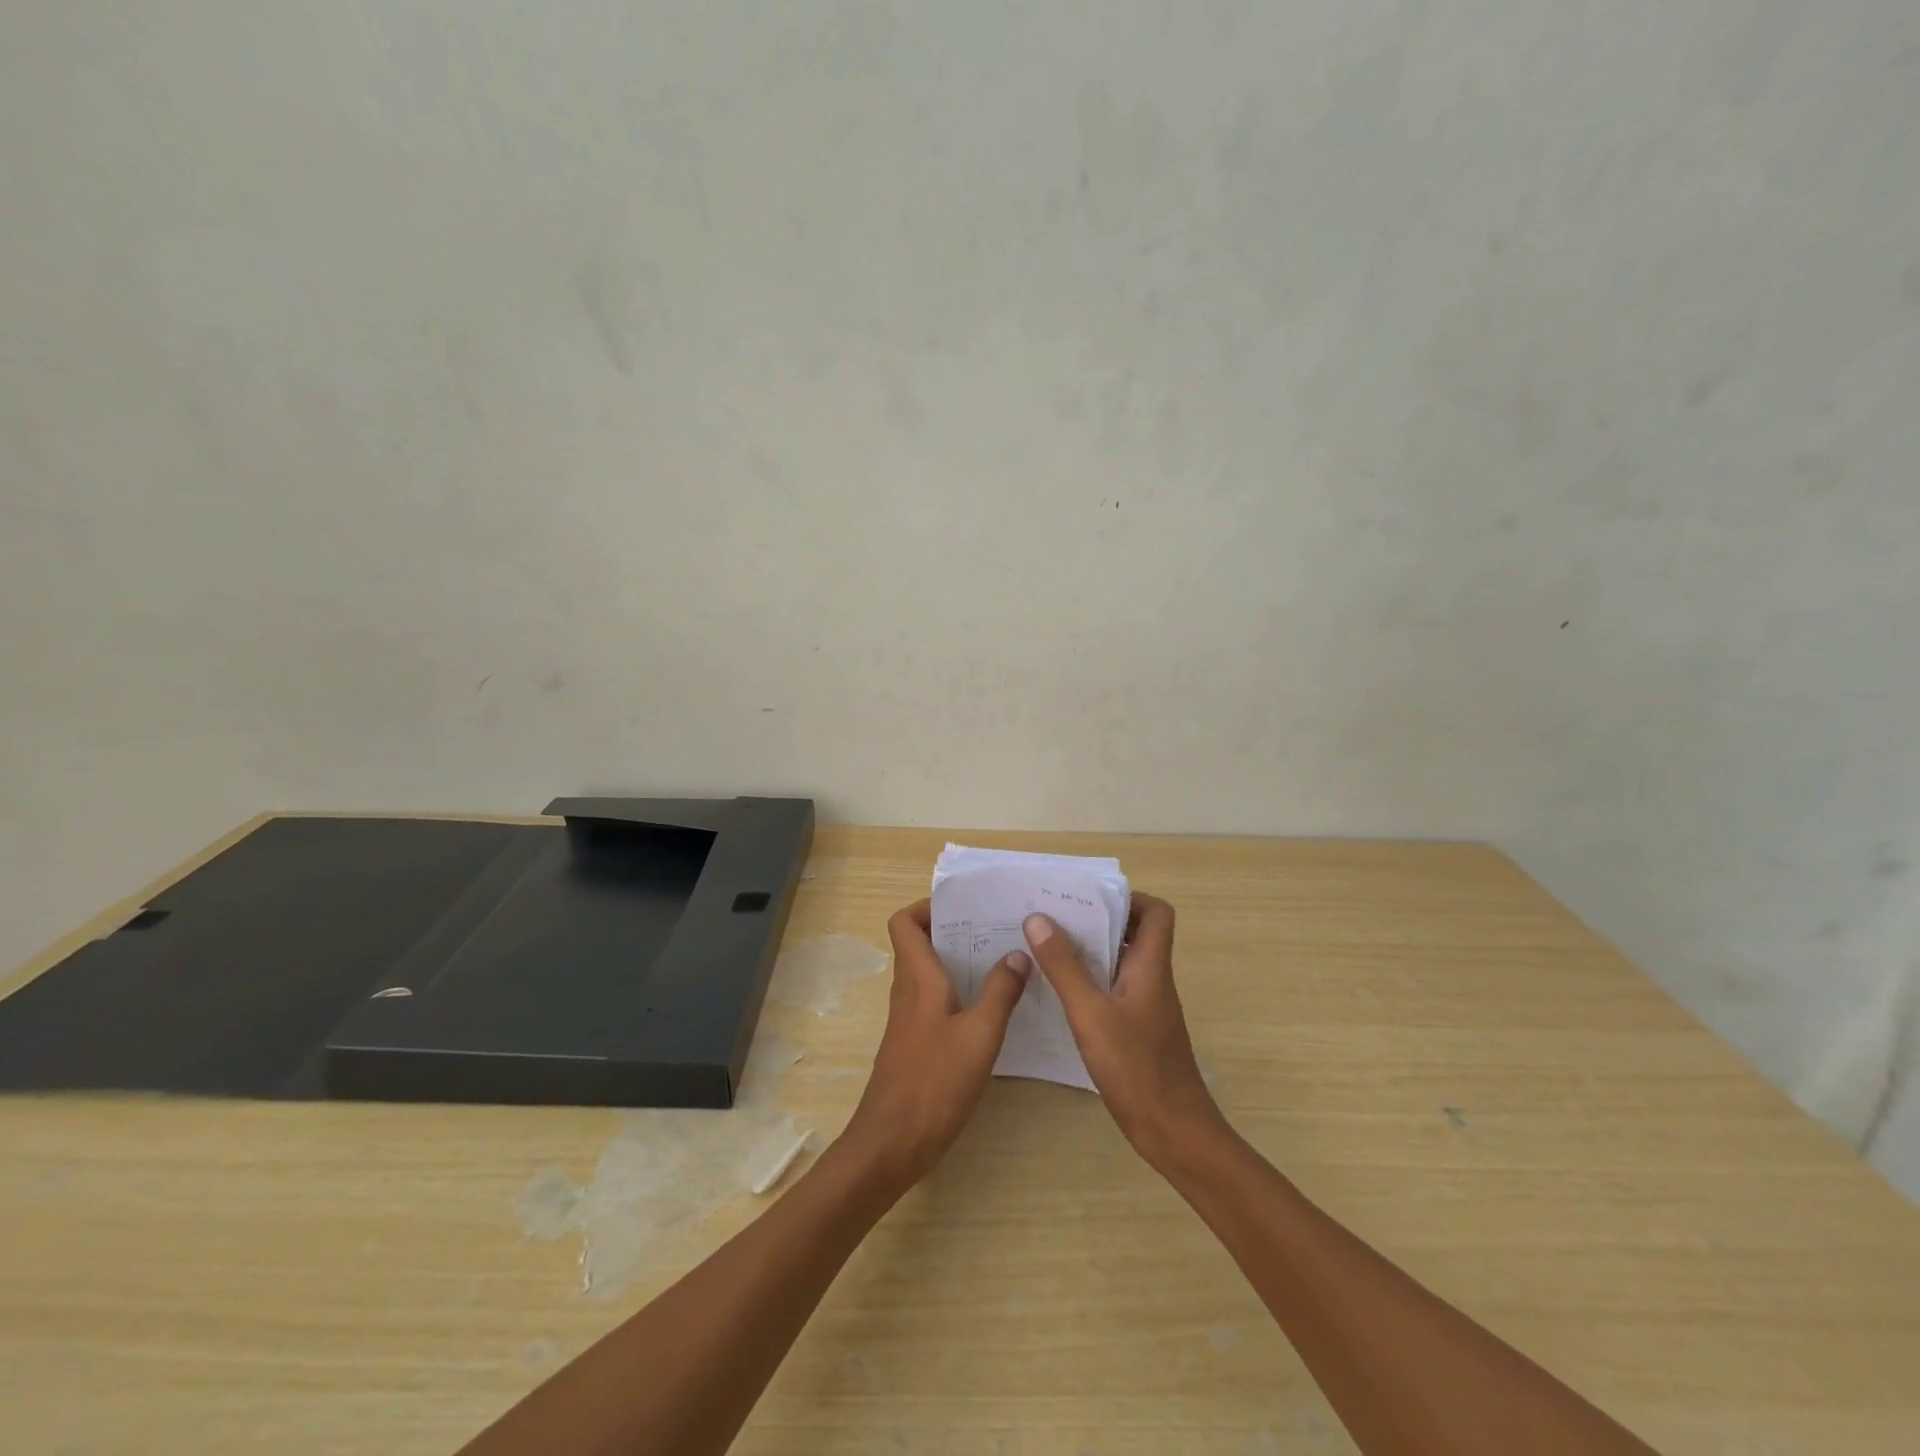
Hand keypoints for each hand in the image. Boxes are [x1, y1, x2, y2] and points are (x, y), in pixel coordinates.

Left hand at [843, 900, 1030, 1187]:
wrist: (893, 1143)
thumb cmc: (935, 1081)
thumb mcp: (980, 1035)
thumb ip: (1000, 992)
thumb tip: (1017, 953)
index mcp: (918, 978)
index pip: (903, 923)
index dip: (926, 907)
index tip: (964, 908)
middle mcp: (908, 991)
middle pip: (919, 944)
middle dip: (953, 930)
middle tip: (995, 929)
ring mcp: (909, 1019)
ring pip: (929, 973)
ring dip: (958, 961)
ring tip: (1001, 960)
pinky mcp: (915, 1043)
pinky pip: (934, 1001)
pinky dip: (958, 993)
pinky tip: (990, 1008)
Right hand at [1023, 894, 1225, 1165]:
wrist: (1174, 1132)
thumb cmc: (1136, 1067)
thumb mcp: (1091, 1013)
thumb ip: (1065, 967)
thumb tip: (1038, 918)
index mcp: (1150, 967)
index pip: (1156, 913)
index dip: (1129, 899)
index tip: (1089, 901)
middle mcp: (1153, 980)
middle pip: (1135, 933)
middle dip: (1098, 921)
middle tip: (1056, 919)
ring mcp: (1147, 1007)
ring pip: (1121, 963)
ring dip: (1091, 951)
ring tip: (1047, 948)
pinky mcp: (1138, 1030)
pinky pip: (1114, 989)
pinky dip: (1091, 982)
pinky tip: (1059, 994)